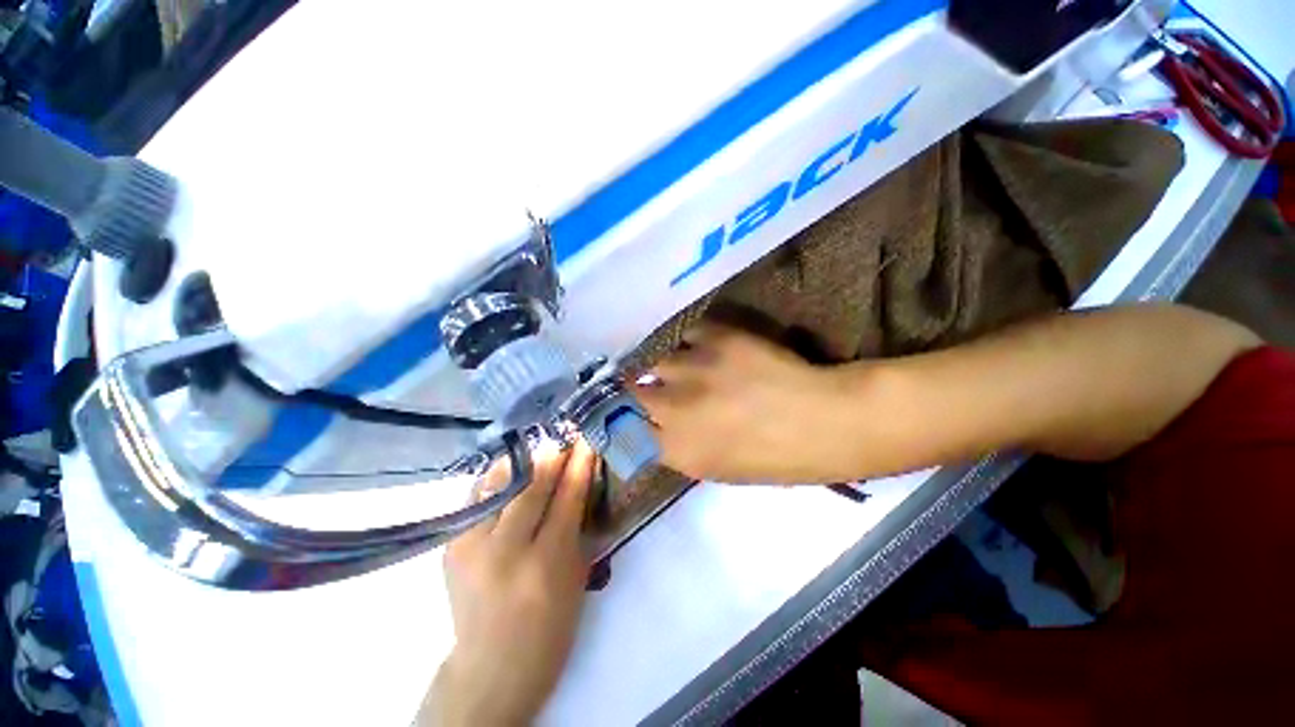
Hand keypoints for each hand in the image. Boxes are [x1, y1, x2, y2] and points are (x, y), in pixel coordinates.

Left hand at [420, 440, 596, 726]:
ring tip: (534, 447)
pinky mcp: (451, 547)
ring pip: (498, 485)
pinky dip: (495, 480)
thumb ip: (575, 527)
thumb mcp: (575, 578)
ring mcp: (472, 547)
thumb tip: (579, 481)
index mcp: (546, 563)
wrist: (491, 665)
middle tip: (563, 437)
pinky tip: (508, 471)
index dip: (579, 465)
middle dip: (551, 456)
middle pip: (532, 486)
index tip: (586, 440)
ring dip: (521, 461)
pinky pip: (477, 498)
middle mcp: (506, 550)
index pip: (566, 498)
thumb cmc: (549, 626)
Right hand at [634, 323, 852, 483]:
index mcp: (677, 449)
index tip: (623, 412)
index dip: (621, 419)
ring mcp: (695, 368)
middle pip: (630, 390)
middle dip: (632, 389)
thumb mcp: (717, 470)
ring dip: (662, 366)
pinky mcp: (718, 339)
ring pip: (655, 360)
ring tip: (677, 366)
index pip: (625, 429)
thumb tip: (653, 429)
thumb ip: (677, 448)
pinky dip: (690, 342)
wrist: (823, 422)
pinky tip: (702, 348)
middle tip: (643, 384)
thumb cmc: (774, 459)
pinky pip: (687, 334)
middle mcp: (676, 407)